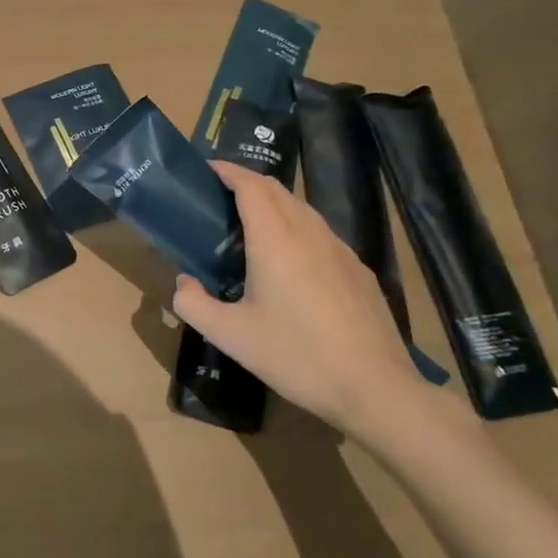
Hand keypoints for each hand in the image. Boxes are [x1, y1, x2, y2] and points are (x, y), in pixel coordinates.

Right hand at [172, 161, 436, 442]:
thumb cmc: (296, 356)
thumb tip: (183, 283)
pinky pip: (320, 233)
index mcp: (276, 240)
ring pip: (302, 209)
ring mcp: (339, 250)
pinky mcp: (358, 270)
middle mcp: (309, 234)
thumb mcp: (230, 336)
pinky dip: (296, 227)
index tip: (206, 169)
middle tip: (220, 197)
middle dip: (247, 183)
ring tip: (250, 225)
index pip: (251, 186)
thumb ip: (194, 304)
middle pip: (276, 190)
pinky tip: (290, 261)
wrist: (375, 388)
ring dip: (273, 204)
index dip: (228, 171)